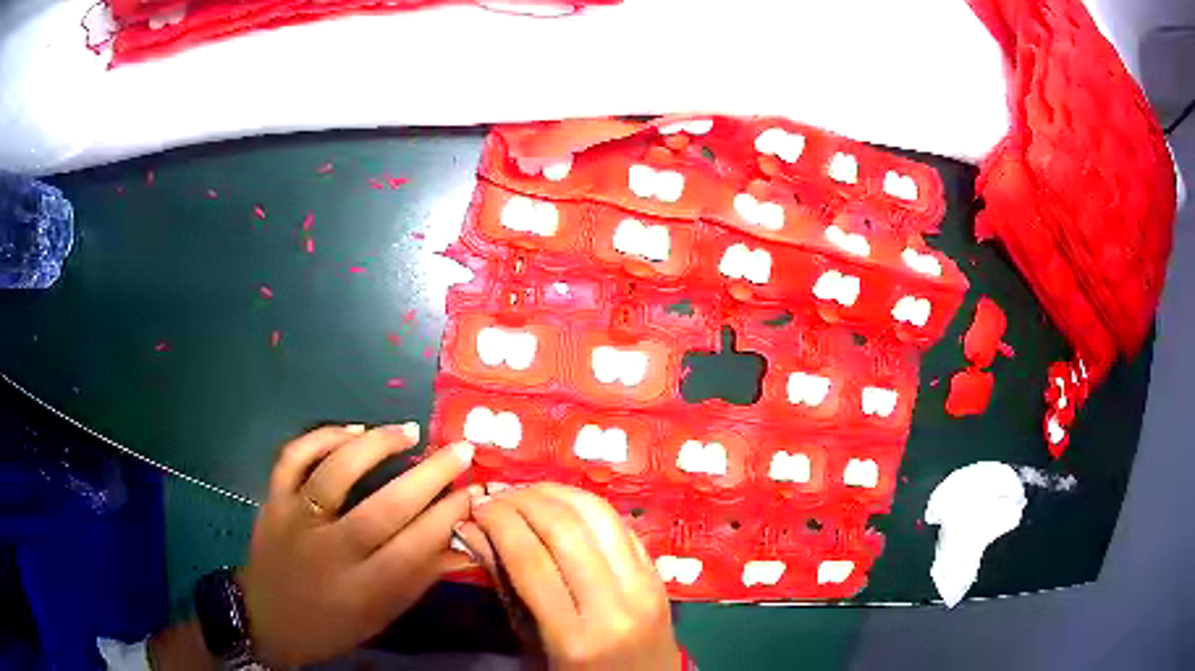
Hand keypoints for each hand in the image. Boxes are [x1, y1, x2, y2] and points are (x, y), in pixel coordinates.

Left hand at [238, 423, 477, 666]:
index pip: (414, 548)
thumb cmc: (332, 625)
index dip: (449, 516)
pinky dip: (321, 436)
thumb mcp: (381, 616)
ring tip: (408, 431)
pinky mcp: (272, 499)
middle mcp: (330, 551)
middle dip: (430, 476)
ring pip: (336, 472)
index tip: (475, 491)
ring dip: (377, 446)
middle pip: (384, 508)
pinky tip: (351, 431)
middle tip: (461, 450)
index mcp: (362, 589)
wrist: (266, 619)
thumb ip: (420, 579)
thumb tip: (465, 546)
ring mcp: (296, 519)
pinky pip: (293, 457)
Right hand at [460, 483, 682, 669]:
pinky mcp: (660, 577)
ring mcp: (645, 588)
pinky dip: (589, 507)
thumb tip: (473, 531)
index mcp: (574, 637)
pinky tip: (564, 504)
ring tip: (528, 491)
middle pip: (566, 531)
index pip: (530, 560)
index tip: (477, 507)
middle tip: (498, 495)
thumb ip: (506, 588)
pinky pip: (623, 527)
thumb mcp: (534, 645)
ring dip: (558, 494)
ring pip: (600, 518)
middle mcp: (614, 607)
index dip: (499, 523)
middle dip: (524, 501)